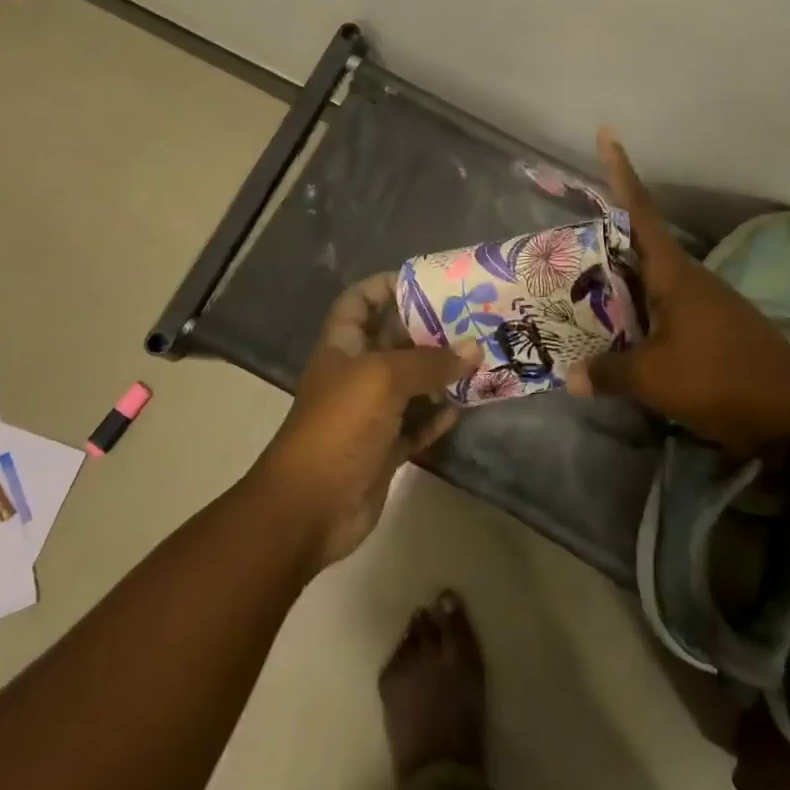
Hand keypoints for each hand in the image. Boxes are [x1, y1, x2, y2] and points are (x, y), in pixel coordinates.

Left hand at [252, 273, 480, 570]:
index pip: (360, 301)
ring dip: (441, 374)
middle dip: (429, 329)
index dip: (386, 285)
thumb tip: (474, 349)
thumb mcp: (384, 379)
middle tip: (472, 318)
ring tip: (480, 357)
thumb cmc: (339, 426)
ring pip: (411, 384)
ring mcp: (370, 414)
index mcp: (343, 346)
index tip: (427, 282)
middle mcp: (356, 374)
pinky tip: (464, 405)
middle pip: (394, 340)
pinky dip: (437, 415)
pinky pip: (416, 425)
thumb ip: (430, 362)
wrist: (308, 508)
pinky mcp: (384, 449)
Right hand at [568, 128, 789, 455]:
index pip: (640, 211)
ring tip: (581, 288)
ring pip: (650, 279)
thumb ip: (609, 373)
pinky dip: (638, 310)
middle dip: (604, 237)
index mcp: (673, 272)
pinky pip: (663, 306)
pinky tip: (620, 331)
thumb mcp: (654, 378)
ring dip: (619, 279)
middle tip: (565, 238)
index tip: (608, 133)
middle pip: (639, 244)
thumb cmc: (719, 377)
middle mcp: (687, 277)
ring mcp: (703, 302)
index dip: (621, 172)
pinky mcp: (711, 327)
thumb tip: (570, 376)